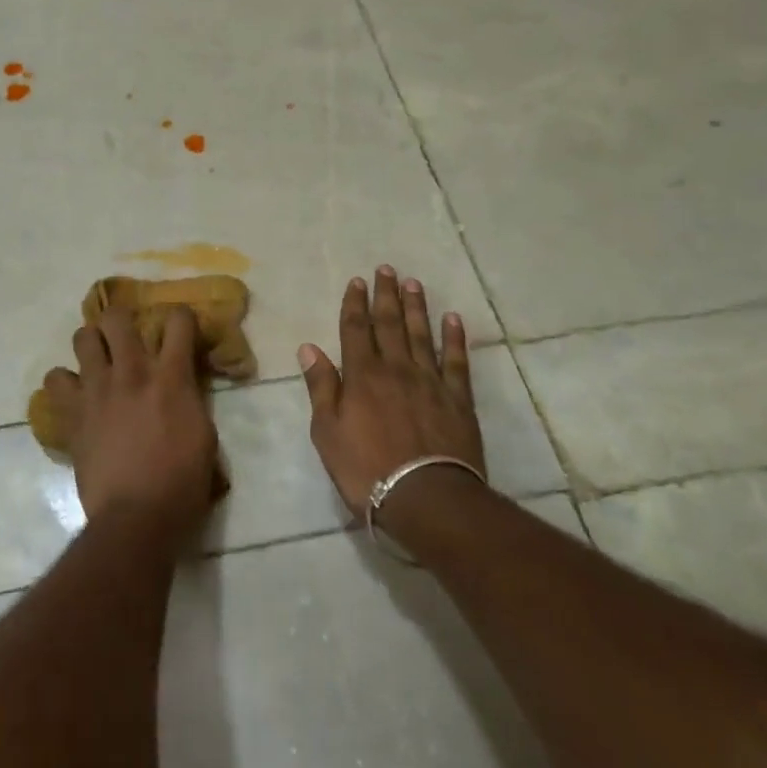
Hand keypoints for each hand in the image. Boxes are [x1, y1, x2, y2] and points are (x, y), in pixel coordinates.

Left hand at [40, 305, 219, 546]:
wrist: (136, 518)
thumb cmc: (181, 483)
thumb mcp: (204, 435)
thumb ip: (190, 399)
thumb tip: (181, 384)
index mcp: (171, 377)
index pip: (178, 321)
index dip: (180, 319)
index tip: (179, 330)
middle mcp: (131, 372)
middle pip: (117, 317)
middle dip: (122, 321)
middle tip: (127, 338)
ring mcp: (97, 390)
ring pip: (82, 337)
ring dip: (92, 344)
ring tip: (99, 361)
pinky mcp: (72, 413)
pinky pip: (55, 380)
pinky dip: (64, 383)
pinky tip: (76, 396)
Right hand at [298, 266, 485, 517]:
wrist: (425, 497)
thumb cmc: (366, 469)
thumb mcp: (328, 432)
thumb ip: (321, 387)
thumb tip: (309, 348)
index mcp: (362, 375)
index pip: (356, 330)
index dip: (355, 304)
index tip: (357, 281)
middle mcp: (396, 369)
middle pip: (390, 324)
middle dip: (386, 296)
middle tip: (386, 270)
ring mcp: (430, 381)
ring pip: (422, 335)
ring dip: (417, 308)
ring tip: (414, 283)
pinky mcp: (458, 399)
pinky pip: (456, 361)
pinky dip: (454, 339)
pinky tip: (453, 320)